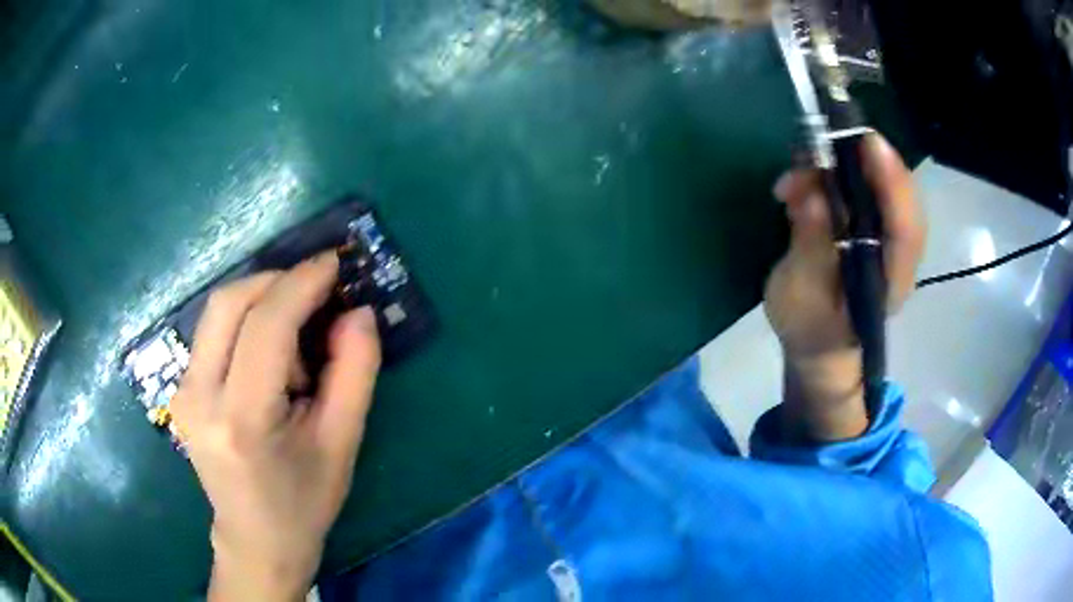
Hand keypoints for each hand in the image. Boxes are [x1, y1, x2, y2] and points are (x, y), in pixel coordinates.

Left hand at [169, 253, 381, 600]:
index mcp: (241, 420)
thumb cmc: (304, 502)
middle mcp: (198, 397)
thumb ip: (355, 373)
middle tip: (319, 286)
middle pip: (229, 302)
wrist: (255, 540)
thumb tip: (359, 312)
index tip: (335, 262)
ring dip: (262, 300)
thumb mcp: (341, 444)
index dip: (301, 283)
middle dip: (278, 280)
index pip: (265, 325)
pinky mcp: (181, 389)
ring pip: (218, 310)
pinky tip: (272, 350)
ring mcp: (182, 391)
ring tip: (299, 328)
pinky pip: (213, 331)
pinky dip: (247, 320)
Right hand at [764, 134, 924, 440]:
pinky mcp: (872, 227)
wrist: (822, 346)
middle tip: (828, 137)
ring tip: (802, 167)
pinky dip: (836, 173)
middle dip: (868, 160)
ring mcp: (887, 238)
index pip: (906, 226)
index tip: (867, 142)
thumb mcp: (801, 298)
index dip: (892, 181)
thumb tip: (811, 197)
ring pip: (883, 186)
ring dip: (844, 165)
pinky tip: (807, 178)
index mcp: (890, 280)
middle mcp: (898, 253)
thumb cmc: (811, 330)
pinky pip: (865, 189)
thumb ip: (811, 249)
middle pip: (901, 195)